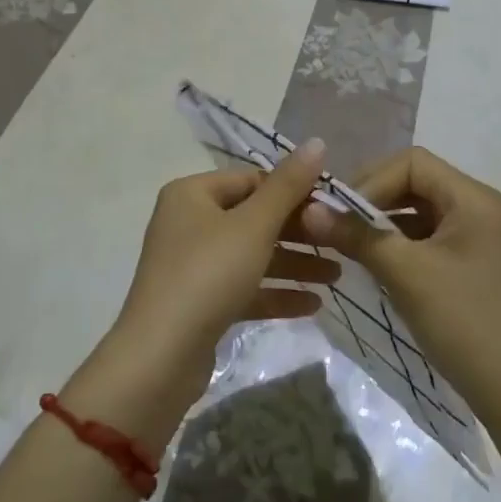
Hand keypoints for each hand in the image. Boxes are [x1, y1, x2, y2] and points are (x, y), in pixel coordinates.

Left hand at [67, 141, 338, 451]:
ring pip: (252, 255)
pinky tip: (314, 304)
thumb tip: (317, 142)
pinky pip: (244, 288)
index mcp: (192, 193)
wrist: (160, 359)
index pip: (251, 179)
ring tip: (337, 276)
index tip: (332, 207)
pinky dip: (275, 293)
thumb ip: (288, 186)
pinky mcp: (200, 303)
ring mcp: (193, 265)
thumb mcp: (254, 226)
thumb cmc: (208, 275)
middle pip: (253, 218)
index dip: (293, 190)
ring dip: (293, 264)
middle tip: (340, 243)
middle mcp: (189, 222)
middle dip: (298, 232)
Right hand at [301, 147, 500, 430]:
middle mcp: (477, 207)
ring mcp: (475, 237)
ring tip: (348, 243)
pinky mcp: (469, 264)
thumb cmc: (464, 322)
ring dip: (381, 222)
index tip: (340, 212)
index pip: (412, 163)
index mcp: (473, 198)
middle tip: (336, 224)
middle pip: (414, 182)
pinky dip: (397, 243)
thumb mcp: (406, 273)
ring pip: (417, 211)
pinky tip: (373, 263)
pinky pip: (425, 237)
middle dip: (373, 199)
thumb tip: (308, 208)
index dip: (372, 180)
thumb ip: (357, 235)